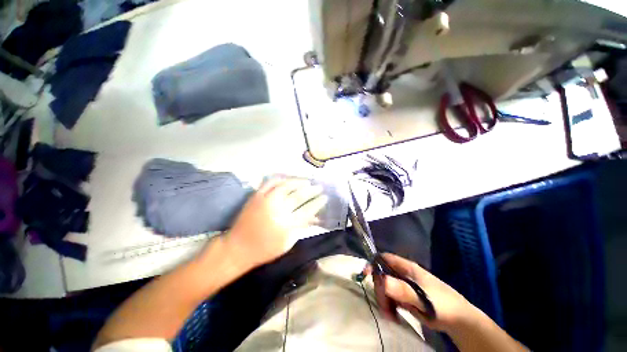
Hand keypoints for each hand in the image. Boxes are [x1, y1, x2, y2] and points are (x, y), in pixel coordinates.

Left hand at [223, 178, 327, 268]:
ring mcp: (265, 200)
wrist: (237, 248)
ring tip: (307, 181)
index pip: (307, 210)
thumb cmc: (265, 249)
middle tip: (319, 187)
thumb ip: (301, 228)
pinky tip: (288, 179)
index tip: (325, 197)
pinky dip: (281, 179)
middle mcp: (277, 209)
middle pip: (298, 196)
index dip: (318, 202)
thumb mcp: (287, 243)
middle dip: (312, 190)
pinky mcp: (256, 196)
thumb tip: (314, 216)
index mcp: (286, 224)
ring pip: (285, 185)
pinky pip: (270, 182)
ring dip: (299, 182)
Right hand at [373, 253, 478, 332]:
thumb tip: (382, 280)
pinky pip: (391, 298)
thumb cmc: (443, 305)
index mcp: (407, 268)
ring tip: (390, 316)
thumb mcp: (423, 298)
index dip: (374, 264)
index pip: (384, 258)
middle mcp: (403, 274)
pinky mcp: (405, 298)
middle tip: (384, 306)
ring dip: (384, 300)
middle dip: (380, 290)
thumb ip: (403, 290)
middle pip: (382, 275)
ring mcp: (403, 286)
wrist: (460, 321)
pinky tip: (393, 316)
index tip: (365, 275)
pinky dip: (389, 307)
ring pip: (385, 288)